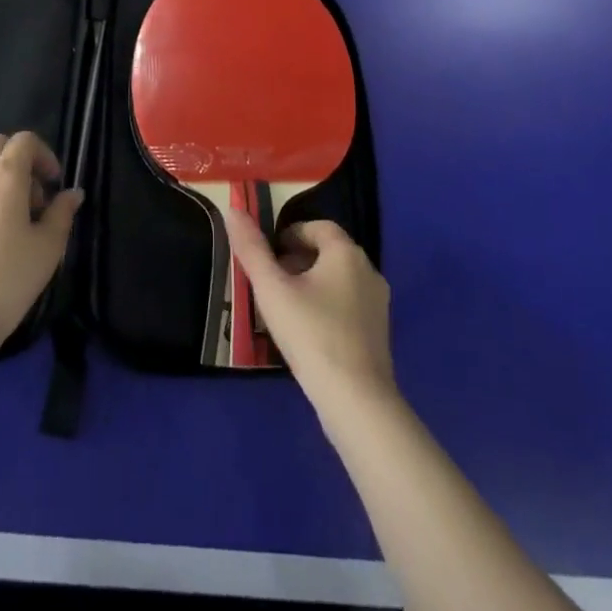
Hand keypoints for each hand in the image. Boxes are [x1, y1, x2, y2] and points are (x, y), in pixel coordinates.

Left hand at [0, 131, 82, 360]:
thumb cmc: (5, 280)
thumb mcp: (47, 249)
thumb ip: (62, 213)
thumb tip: (72, 193)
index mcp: (3, 175)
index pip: (24, 140)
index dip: (44, 155)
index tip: (54, 185)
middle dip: (17, 161)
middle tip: (32, 199)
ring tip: (7, 225)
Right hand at [226, 212, 394, 405]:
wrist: (356, 400)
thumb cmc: (311, 334)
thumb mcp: (272, 289)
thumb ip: (252, 249)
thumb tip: (233, 210)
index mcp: (346, 252)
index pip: (317, 226)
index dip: (290, 234)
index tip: (267, 255)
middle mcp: (368, 270)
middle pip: (328, 252)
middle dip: (297, 259)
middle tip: (270, 281)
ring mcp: (378, 303)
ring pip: (338, 279)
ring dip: (311, 283)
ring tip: (284, 307)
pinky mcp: (378, 332)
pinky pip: (348, 304)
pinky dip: (326, 306)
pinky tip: (307, 332)